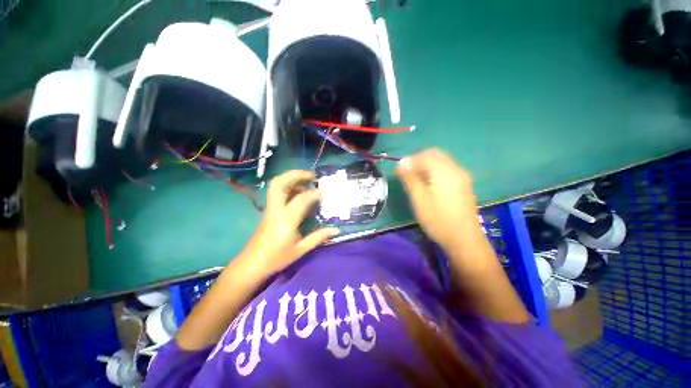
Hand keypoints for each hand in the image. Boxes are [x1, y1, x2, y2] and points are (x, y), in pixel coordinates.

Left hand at [239, 170, 339, 275]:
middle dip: (296, 174)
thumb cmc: (277, 258)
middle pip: (280, 183)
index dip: (314, 193)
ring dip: (291, 178)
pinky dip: (288, 187)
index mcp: (286, 220)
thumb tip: (336, 230)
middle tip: (311, 175)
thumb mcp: (300, 250)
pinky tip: (299, 192)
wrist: (252, 265)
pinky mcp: (268, 210)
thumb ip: (319, 237)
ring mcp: (270, 209)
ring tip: (307, 181)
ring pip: (276, 185)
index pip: (301, 199)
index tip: (325, 191)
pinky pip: (277, 192)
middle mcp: (276, 210)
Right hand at [396, 148, 480, 250]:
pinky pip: (447, 171)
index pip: (426, 154)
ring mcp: (462, 178)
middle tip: (407, 174)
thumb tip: (401, 162)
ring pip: (441, 162)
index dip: (411, 159)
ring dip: (426, 166)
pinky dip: (434, 172)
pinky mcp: (463, 186)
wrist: (464, 240)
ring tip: (415, 181)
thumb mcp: (419, 198)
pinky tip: (428, 186)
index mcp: (445, 171)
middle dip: (419, 161)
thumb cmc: (438, 219)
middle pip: (436, 155)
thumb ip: (410, 178)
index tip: (399, 171)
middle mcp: (456, 169)